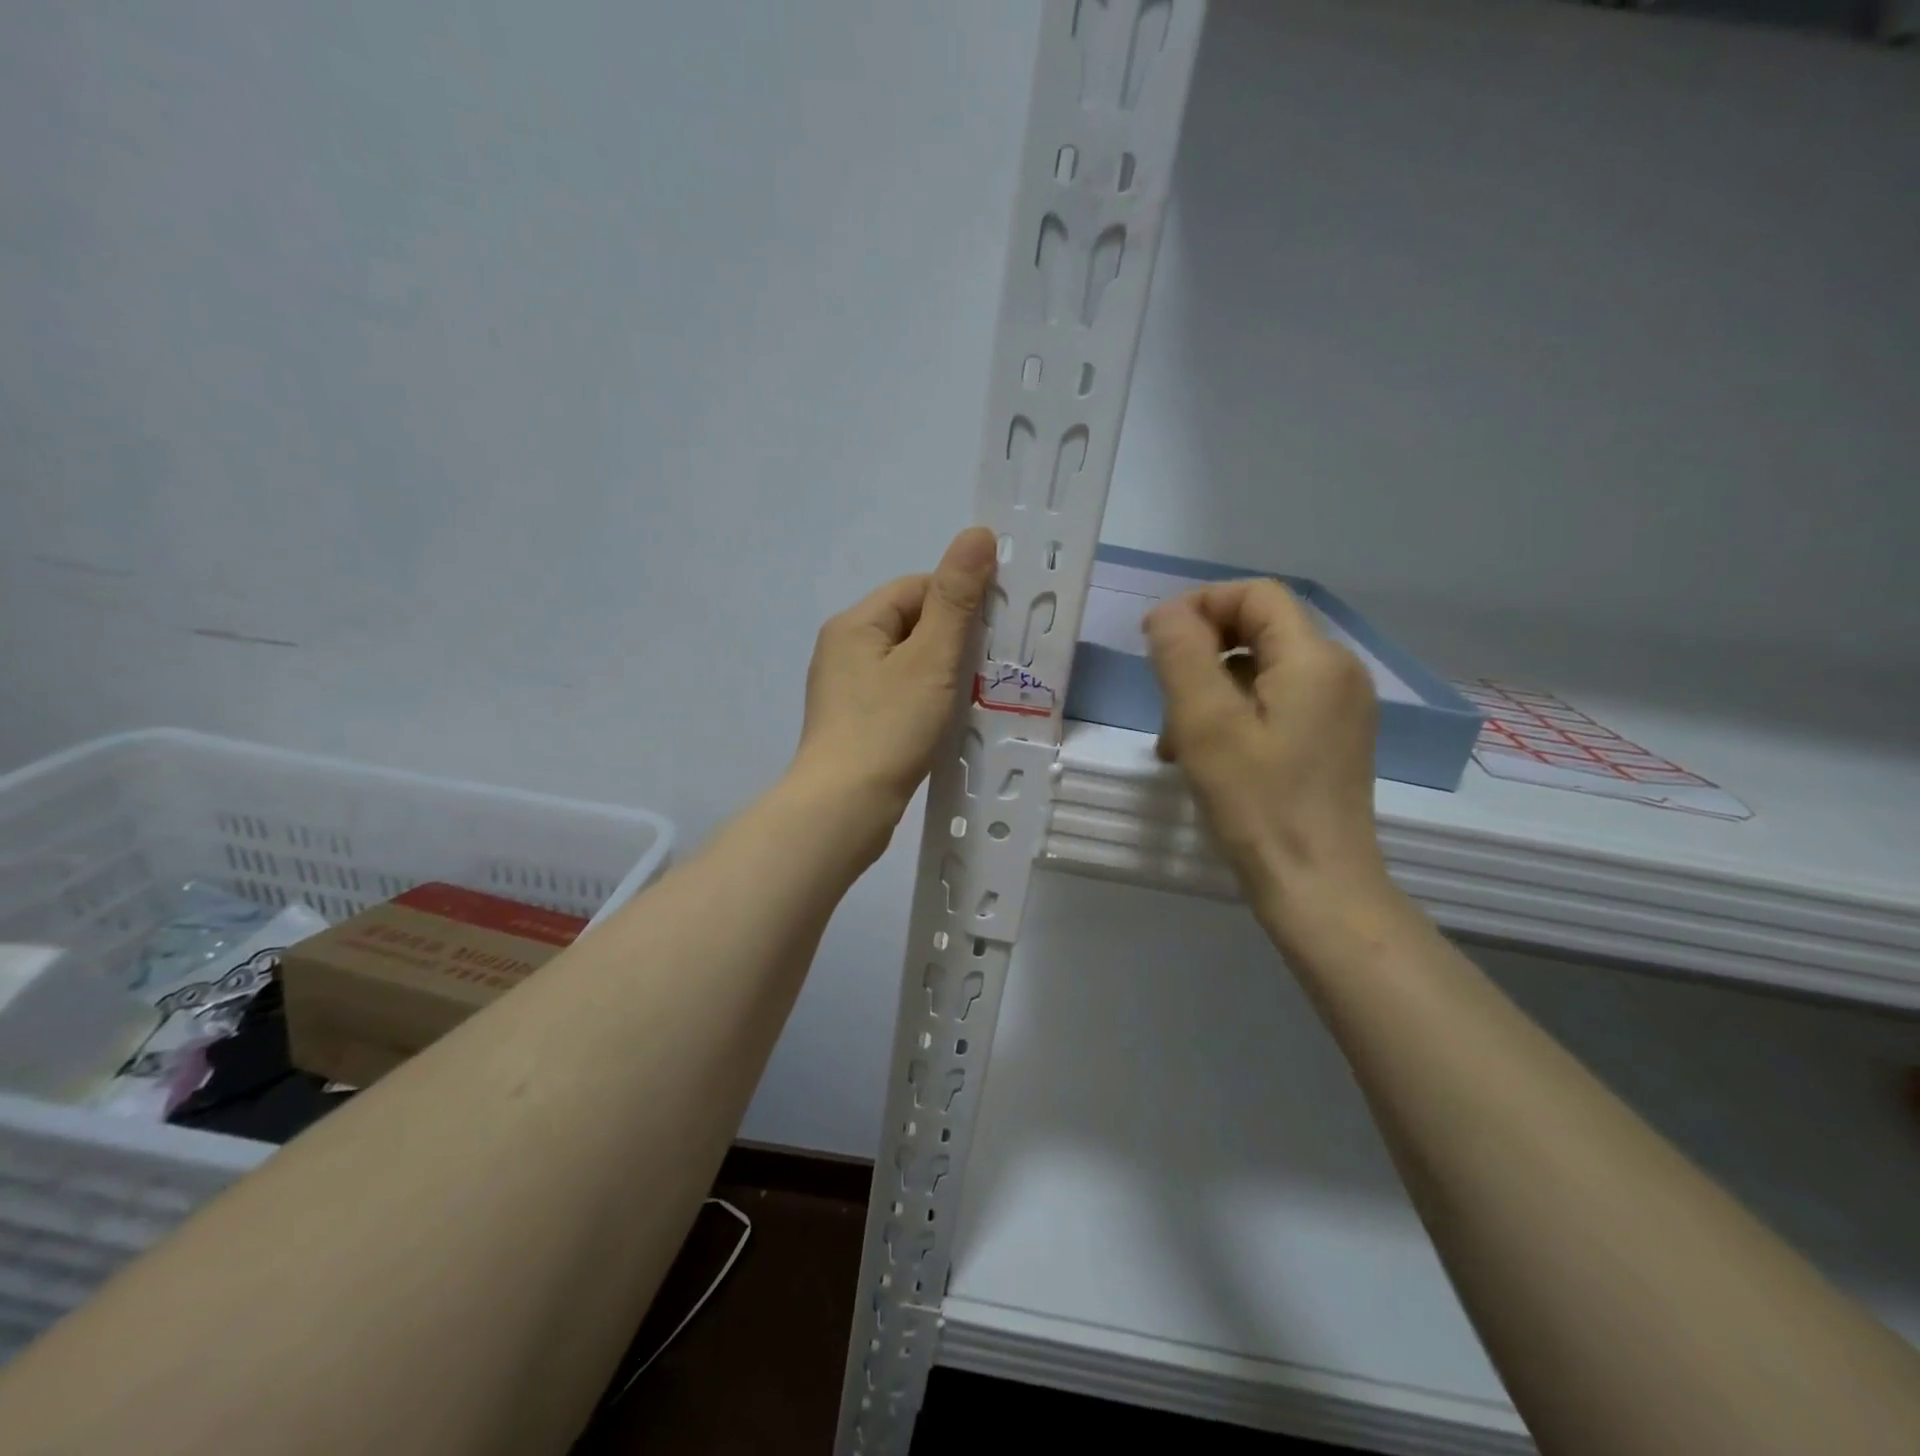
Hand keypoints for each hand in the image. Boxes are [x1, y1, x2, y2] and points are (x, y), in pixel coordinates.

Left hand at [791, 527, 997, 823]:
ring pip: (906, 663)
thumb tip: (977, 533)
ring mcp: (843, 689)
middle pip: (910, 624)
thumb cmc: (889, 727)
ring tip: (969, 697)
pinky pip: (896, 694)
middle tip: (986, 668)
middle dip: (951, 640)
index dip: (958, 601)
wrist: (844, 808)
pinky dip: (923, 700)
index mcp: (855, 623)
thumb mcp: (931, 658)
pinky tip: (942, 722)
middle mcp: (842, 648)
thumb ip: (956, 598)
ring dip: (940, 673)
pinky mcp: (852, 722)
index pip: (917, 588)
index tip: (990, 632)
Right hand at [1144, 579, 1394, 940]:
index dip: (1201, 605)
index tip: (1155, 642)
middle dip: (1201, 656)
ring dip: (1210, 693)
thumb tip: (1168, 612)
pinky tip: (1204, 759)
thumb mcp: (1205, 722)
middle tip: (1164, 702)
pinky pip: (1274, 705)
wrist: (1318, 886)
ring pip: (1260, 672)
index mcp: (1315, 658)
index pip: (1256, 594)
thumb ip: (1182, 654)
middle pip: (1258, 631)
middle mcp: (1337, 673)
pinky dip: (1233, 717)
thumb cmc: (1258, 802)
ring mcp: (1339, 709)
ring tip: (1176, 743)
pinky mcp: (1331, 740)